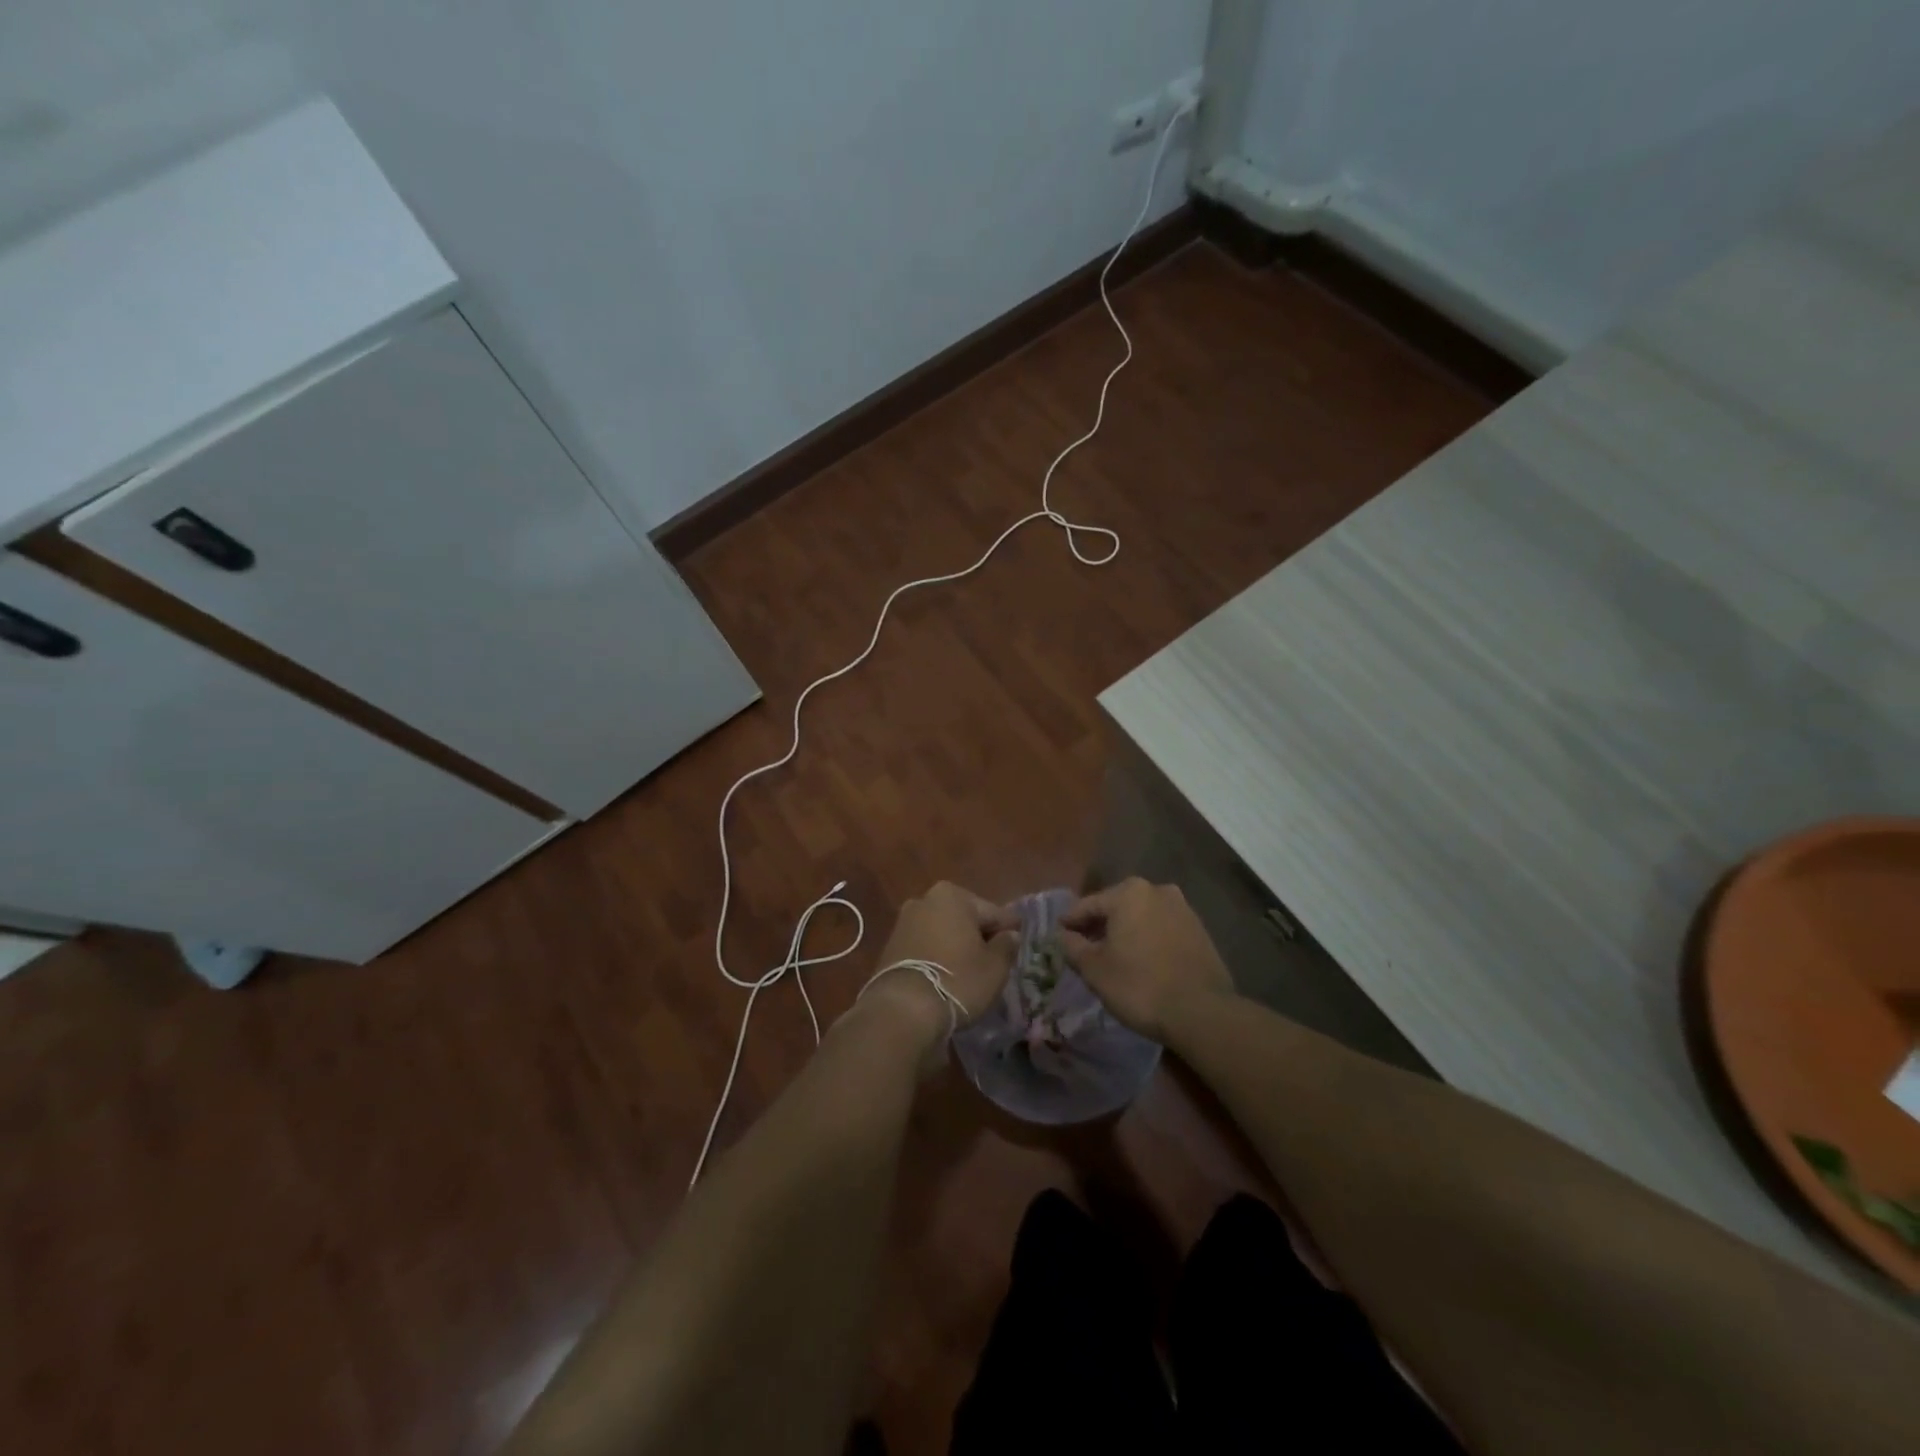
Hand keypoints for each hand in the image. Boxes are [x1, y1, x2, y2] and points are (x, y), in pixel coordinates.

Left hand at [859, 882, 1018, 1052]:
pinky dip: (937, 957)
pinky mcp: (890, 947)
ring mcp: (904, 923)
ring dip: (956, 946)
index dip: (1008, 929)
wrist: (903, 1008)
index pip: (992, 912)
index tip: (1019, 941)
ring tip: (970, 971)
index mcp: (952, 896)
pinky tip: (946, 976)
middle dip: (978, 936)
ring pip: (942, 932)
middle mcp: (925, 900)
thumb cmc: (958, 979)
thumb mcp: (995, 966)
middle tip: (995, 959)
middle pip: (964, 919)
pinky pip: (924, 947)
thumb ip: (1006, 945)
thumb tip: (1009, 935)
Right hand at [1057, 878, 1234, 1042]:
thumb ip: (1073, 947)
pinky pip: (1162, 929)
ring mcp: (1183, 909)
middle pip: (1116, 907)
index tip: (1058, 935)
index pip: (1088, 905)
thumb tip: (1064, 936)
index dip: (1070, 922)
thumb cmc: (1139, 985)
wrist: (1201, 1012)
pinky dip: (1147, 939)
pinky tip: (1141, 960)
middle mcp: (1157, 890)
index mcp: (1128, 892)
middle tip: (1084, 947)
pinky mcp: (1200, 930)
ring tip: (1113, 955)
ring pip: (1141, 917)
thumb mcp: (1094, 969)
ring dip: (1125, 931)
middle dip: (1099, 925)